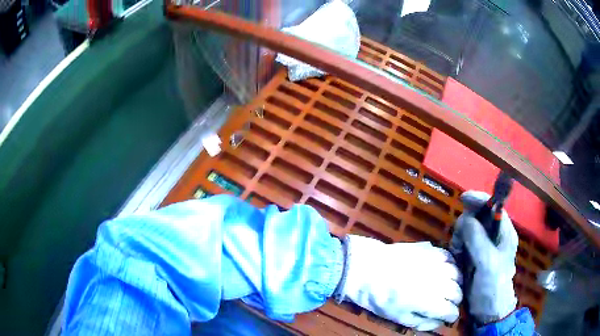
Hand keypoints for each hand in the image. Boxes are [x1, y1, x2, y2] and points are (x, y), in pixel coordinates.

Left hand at [338, 235, 461, 330]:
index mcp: (429, 302)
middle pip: (458, 293)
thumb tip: (439, 322)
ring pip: (457, 275)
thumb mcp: (399, 318)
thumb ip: (422, 322)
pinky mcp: (431, 250)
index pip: (451, 311)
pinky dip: (452, 265)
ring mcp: (436, 264)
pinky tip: (446, 270)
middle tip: (448, 304)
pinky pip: (450, 257)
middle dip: (455, 301)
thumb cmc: (380, 297)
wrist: (367, 269)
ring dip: (456, 284)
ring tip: (449, 287)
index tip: (448, 318)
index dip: (451, 317)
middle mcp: (438, 282)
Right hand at [451, 191, 518, 324]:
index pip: (494, 207)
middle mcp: (495, 235)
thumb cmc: (493, 286)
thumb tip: (466, 218)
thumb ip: (478, 239)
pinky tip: (457, 255)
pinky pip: (464, 241)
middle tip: (458, 240)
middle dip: (467, 223)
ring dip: (460, 235)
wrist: (488, 309)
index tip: (464, 199)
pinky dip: (458, 244)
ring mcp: (485, 245)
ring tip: (457, 251)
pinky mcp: (475, 255)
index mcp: (505, 232)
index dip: (480, 200)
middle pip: (479, 216)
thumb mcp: (487, 262)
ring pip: (469, 228)